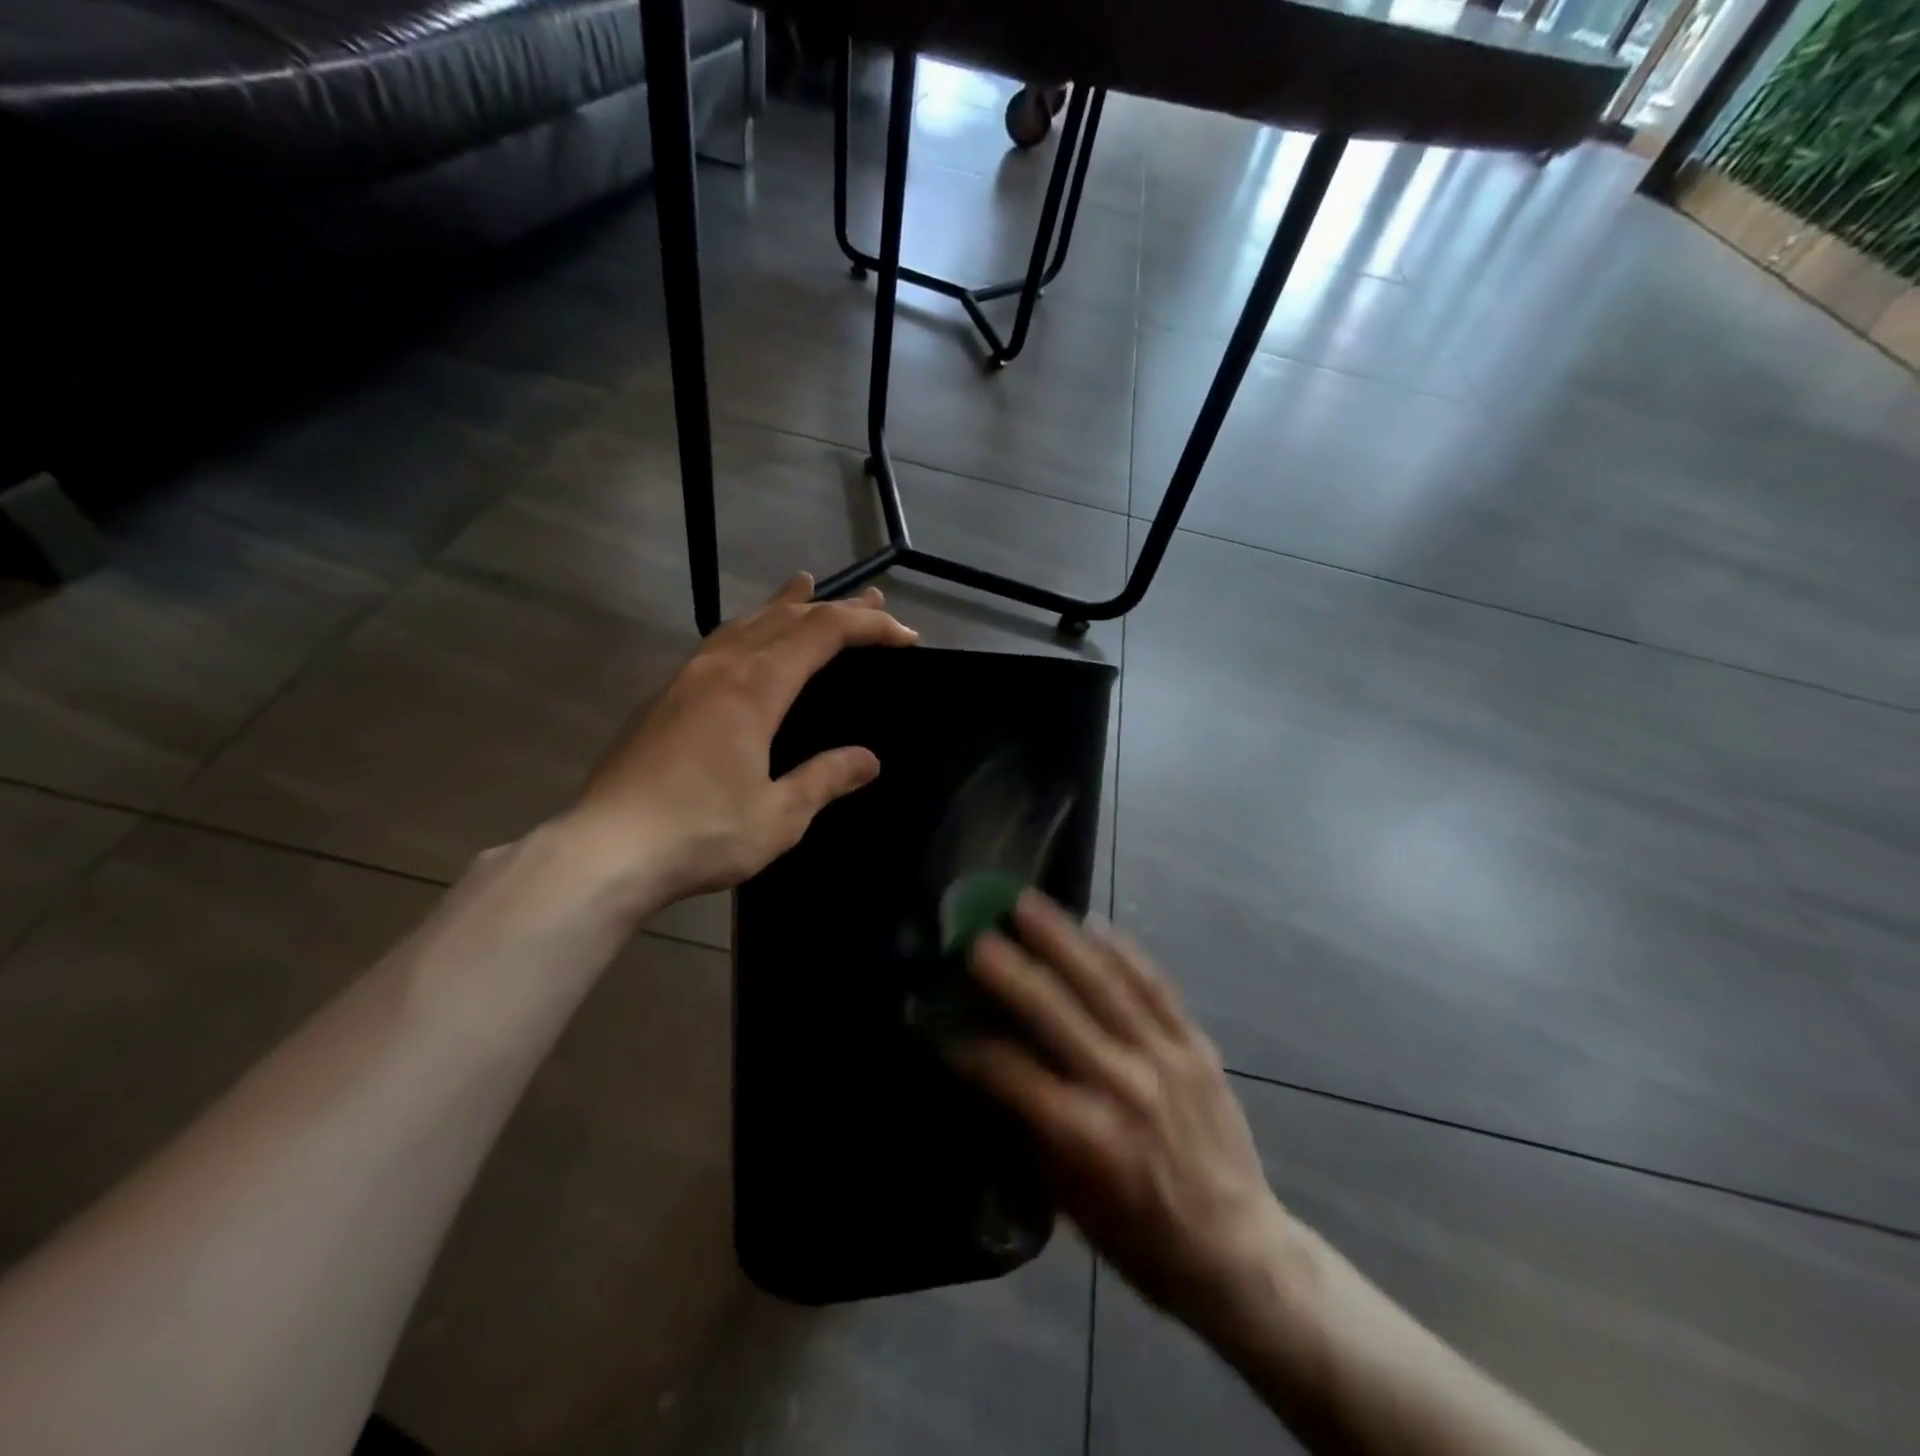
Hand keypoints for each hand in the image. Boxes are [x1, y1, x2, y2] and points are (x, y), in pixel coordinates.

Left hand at [560, 574, 916, 907]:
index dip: (868, 625)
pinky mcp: (661, 699)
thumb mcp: (780, 816)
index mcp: (755, 687)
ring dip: (783, 605)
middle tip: (873, 599)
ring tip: (803, 586)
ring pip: (743, 623)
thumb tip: (868, 760)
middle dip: (834, 606)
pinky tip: (745, 642)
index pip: (822, 632)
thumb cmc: (701, 832)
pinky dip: (748, 629)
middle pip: (785, 617)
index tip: (905, 636)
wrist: (604, 851)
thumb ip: (824, 779)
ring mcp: (684, 680)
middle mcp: (720, 668)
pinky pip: (717, 644)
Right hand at [952, 894, 1297, 1339]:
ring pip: (1105, 983)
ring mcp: (1166, 1058)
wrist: (1240, 1251)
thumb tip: (992, 1072)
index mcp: (1088, 1136)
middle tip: (976, 937)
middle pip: (1057, 1013)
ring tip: (1028, 904)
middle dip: (1010, 972)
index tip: (942, 1026)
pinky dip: (1123, 953)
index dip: (972, 1049)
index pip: (1014, 1074)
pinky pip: (1156, 986)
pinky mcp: (1196, 1045)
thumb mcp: (1071, 1202)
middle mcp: (1125, 1086)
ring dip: (1062, 939)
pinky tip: (1095, 925)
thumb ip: (1032, 1129)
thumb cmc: (1142, 1238)